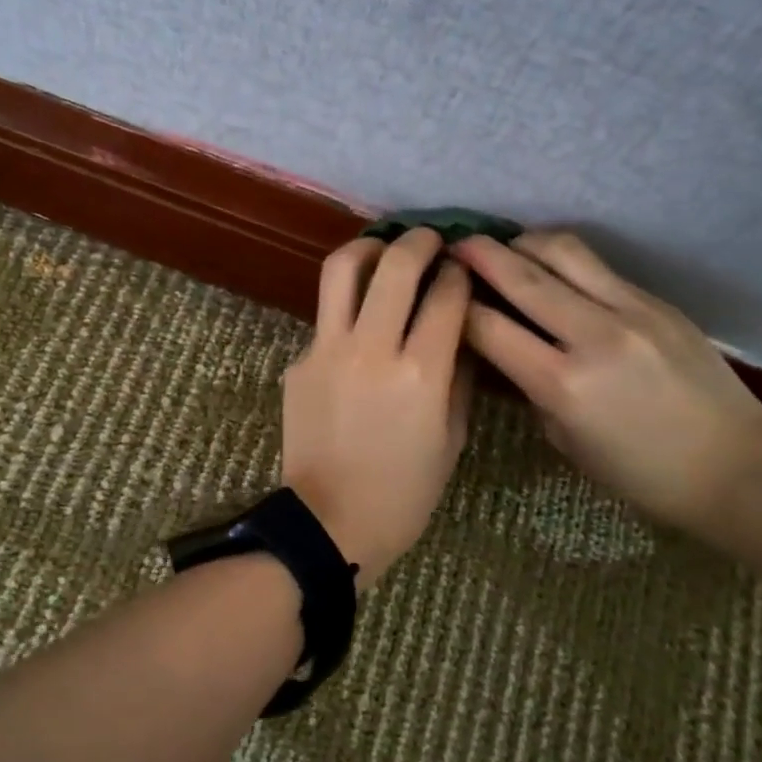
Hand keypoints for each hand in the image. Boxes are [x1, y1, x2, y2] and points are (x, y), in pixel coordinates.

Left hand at [282, 229, 473, 587]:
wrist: (330, 521)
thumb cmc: (404, 492)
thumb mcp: (451, 438)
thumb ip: (458, 374)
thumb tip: (458, 328)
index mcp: (421, 372)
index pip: (446, 294)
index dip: (459, 272)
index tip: (462, 269)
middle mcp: (372, 349)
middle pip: (396, 264)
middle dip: (419, 241)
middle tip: (429, 240)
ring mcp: (327, 350)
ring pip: (342, 269)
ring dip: (368, 248)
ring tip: (383, 251)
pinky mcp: (299, 361)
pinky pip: (325, 318)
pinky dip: (348, 308)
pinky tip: (359, 325)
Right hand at [451, 232, 761, 529]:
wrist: (736, 467)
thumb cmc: (640, 474)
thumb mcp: (565, 440)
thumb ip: (528, 389)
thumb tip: (502, 351)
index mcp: (563, 384)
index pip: (489, 328)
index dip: (456, 308)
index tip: (439, 295)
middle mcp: (593, 336)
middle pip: (522, 276)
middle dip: (479, 254)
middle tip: (454, 244)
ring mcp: (632, 310)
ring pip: (563, 251)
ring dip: (524, 242)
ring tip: (505, 247)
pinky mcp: (657, 302)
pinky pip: (598, 266)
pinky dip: (562, 259)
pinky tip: (550, 268)